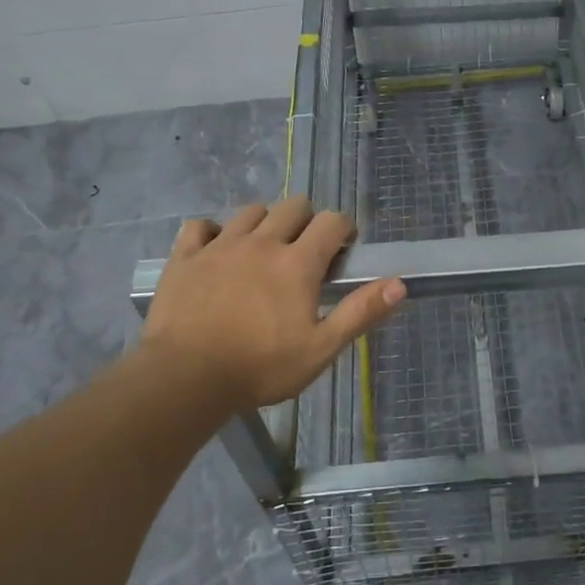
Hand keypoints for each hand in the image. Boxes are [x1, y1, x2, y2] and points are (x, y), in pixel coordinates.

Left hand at [137, 197, 405, 411]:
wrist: (184, 378)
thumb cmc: (260, 367)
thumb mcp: (320, 349)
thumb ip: (360, 313)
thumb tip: (400, 284)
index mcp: (297, 262)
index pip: (332, 221)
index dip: (343, 228)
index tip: (343, 248)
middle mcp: (262, 242)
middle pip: (293, 206)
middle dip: (306, 219)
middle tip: (305, 250)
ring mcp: (220, 245)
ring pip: (251, 211)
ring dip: (264, 222)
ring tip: (263, 250)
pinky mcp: (186, 257)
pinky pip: (200, 226)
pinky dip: (212, 232)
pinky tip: (214, 250)